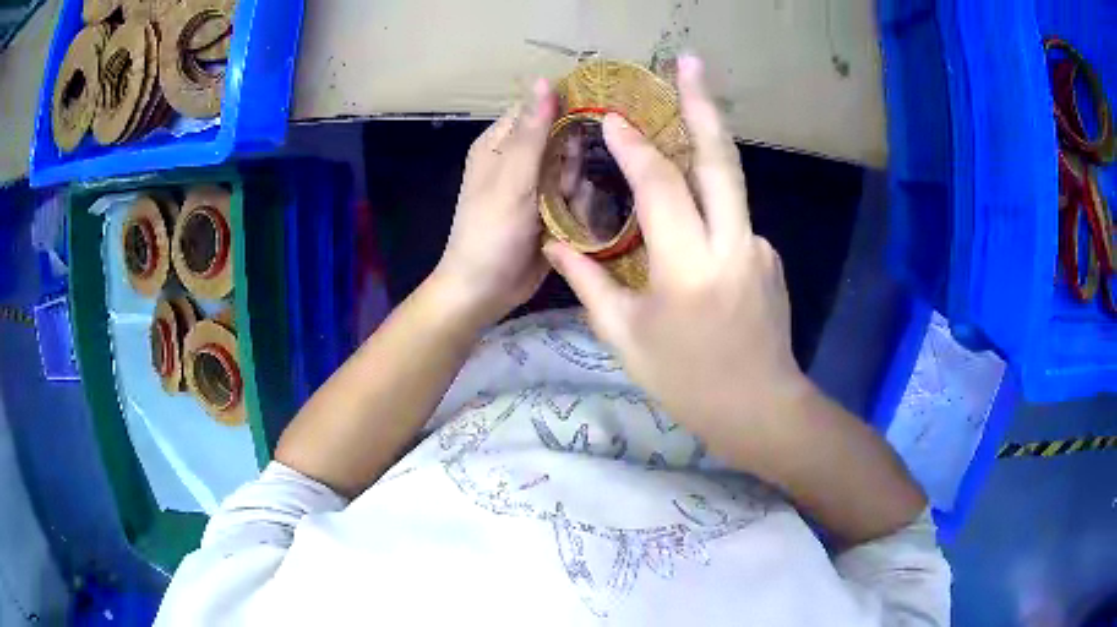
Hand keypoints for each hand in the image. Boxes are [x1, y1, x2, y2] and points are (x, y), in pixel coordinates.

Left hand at [431, 79, 556, 327]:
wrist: (486, 289)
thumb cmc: (491, 230)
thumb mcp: (512, 177)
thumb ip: (532, 131)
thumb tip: (542, 79)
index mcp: (499, 144)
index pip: (538, 110)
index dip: (564, 112)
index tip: (587, 126)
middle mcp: (517, 160)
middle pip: (562, 141)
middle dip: (569, 163)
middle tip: (561, 186)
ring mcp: (534, 186)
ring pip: (573, 170)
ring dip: (573, 189)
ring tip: (560, 210)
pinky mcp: (549, 210)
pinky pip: (574, 196)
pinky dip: (575, 208)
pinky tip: (567, 224)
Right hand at [544, 56, 812, 462]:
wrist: (760, 407)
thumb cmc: (686, 381)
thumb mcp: (626, 338)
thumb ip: (589, 283)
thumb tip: (555, 244)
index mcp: (688, 266)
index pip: (660, 186)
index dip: (634, 147)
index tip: (612, 118)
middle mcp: (732, 243)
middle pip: (720, 159)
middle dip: (703, 104)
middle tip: (691, 62)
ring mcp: (759, 247)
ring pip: (732, 182)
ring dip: (708, 143)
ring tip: (691, 107)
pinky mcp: (769, 256)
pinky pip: (734, 218)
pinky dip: (711, 206)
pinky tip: (694, 222)